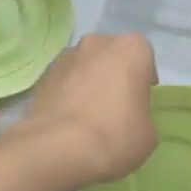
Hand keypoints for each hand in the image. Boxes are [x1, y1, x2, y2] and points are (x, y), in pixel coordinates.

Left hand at [17, 32, 158, 188]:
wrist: (56, 148)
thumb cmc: (114, 136)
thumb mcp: (148, 133)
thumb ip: (141, 113)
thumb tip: (128, 116)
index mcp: (130, 48)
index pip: (144, 56)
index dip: (144, 78)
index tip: (141, 99)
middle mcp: (97, 42)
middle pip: (112, 55)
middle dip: (115, 74)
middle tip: (117, 104)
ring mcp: (66, 56)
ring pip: (86, 65)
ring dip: (89, 81)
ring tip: (89, 114)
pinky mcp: (43, 74)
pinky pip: (64, 80)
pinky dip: (68, 92)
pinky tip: (69, 118)